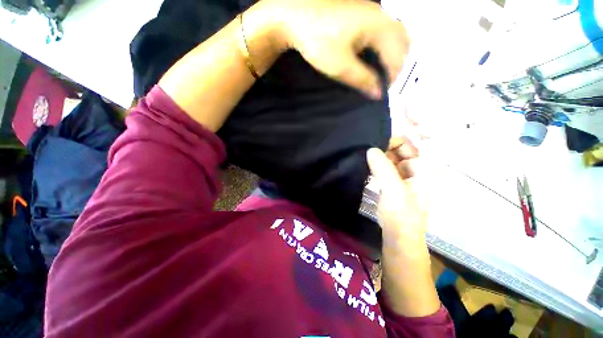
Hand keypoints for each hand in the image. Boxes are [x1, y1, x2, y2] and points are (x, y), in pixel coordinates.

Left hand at [258, 0, 409, 98]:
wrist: (295, 15)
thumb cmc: (318, 41)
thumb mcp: (341, 67)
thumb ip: (363, 80)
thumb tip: (378, 94)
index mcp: (380, 26)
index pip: (398, 55)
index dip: (392, 77)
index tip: (381, 92)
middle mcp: (381, 15)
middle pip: (402, 42)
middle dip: (395, 65)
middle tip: (382, 82)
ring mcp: (371, 11)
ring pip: (393, 35)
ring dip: (389, 55)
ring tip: (377, 73)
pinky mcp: (361, 13)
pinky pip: (381, 31)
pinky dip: (381, 47)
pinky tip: (370, 57)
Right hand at [366, 137, 426, 251]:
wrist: (399, 237)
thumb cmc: (401, 215)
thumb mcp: (393, 189)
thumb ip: (382, 167)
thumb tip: (370, 149)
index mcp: (426, 169)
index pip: (416, 143)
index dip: (399, 136)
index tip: (379, 135)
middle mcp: (419, 169)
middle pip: (404, 149)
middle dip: (387, 146)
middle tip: (368, 146)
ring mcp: (407, 177)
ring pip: (394, 158)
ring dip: (382, 155)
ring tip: (366, 154)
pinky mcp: (396, 183)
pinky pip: (388, 168)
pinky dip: (380, 164)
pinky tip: (369, 165)